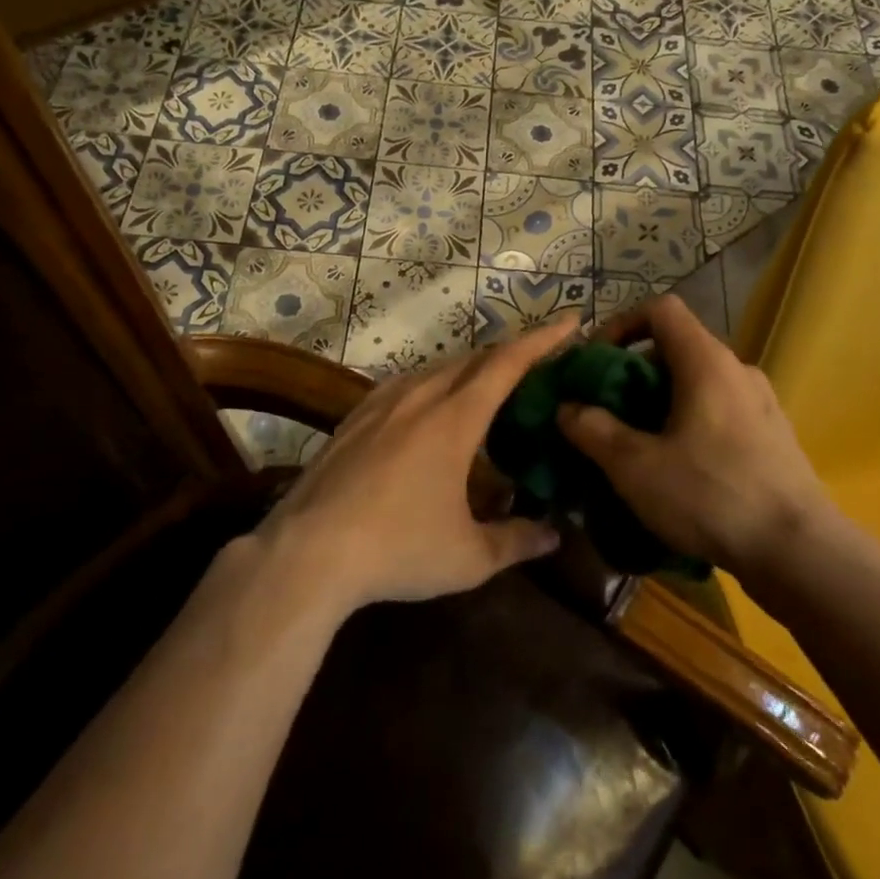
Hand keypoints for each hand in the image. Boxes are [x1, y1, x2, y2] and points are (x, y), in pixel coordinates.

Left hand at [258, 315, 580, 611]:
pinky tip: (429, 406)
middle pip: (474, 359)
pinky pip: (406, 384)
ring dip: (470, 368)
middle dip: (510, 353)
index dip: (543, 339)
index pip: (508, 363)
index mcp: (455, 418)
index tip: (570, 321)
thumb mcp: (468, 556)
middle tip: (537, 361)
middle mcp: (421, 396)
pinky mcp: (354, 418)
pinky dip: (433, 383)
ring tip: (488, 384)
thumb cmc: (398, 549)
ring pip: (437, 368)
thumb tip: (554, 535)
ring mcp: (382, 403)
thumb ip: (516, 540)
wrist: (308, 552)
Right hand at [556, 295, 827, 577]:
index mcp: (706, 362)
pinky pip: (720, 413)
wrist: (801, 554)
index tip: (597, 362)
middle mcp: (738, 370)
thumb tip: (568, 408)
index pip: (661, 309)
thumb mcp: (636, 467)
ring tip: (638, 445)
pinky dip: (690, 424)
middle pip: (677, 348)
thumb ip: (594, 431)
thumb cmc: (712, 496)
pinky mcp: (774, 437)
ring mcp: (762, 404)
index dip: (621, 324)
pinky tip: (679, 471)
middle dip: (634, 373)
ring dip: (662, 403)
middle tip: (609, 412)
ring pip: (699, 384)